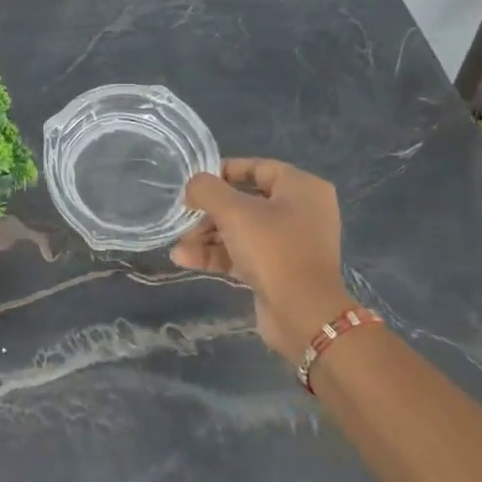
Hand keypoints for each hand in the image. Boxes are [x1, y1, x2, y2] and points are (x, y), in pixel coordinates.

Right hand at [171, 159, 354, 364]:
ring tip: (178, 246)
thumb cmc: (273, 249)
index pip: (258, 168)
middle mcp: (301, 211)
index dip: (224, 171)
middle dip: (209, 212)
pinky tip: (184, 259)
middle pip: (245, 202)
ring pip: (241, 231)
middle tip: (183, 219)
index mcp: (301, 188)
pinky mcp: (279, 270)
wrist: (303, 313)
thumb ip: (207, 190)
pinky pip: (244, 254)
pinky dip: (217, 255)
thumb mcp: (234, 211)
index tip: (195, 183)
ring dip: (207, 237)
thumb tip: (193, 185)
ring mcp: (291, 243)